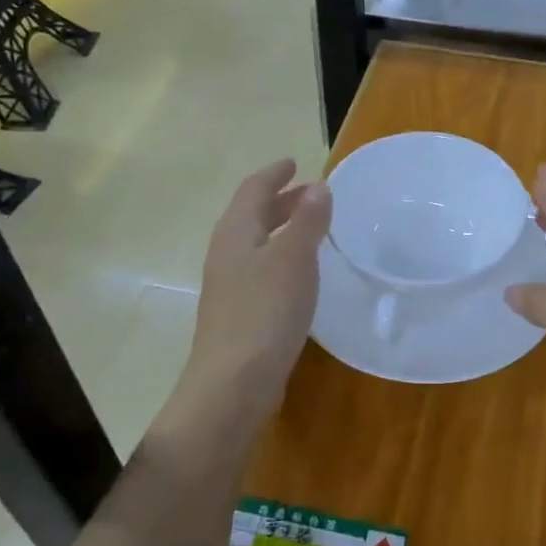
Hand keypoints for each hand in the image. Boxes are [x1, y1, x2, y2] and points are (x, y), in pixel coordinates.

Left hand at [178, 160, 331, 427]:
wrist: (233, 383)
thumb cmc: (265, 312)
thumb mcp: (294, 259)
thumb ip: (308, 221)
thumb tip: (318, 186)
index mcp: (236, 232)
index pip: (253, 189)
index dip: (274, 174)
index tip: (294, 162)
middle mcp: (227, 253)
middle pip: (252, 215)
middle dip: (280, 200)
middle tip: (310, 193)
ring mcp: (229, 285)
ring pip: (257, 243)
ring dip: (282, 228)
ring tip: (311, 229)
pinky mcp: (239, 312)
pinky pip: (261, 269)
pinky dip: (282, 256)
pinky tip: (300, 273)